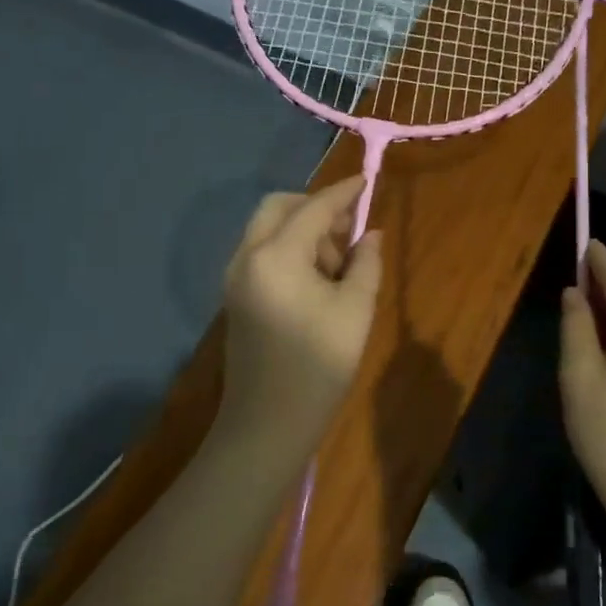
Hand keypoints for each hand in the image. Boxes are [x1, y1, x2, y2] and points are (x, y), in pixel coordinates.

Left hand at [216, 177, 383, 452]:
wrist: (268, 423)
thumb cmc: (319, 366)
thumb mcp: (355, 311)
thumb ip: (366, 263)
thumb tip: (370, 234)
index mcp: (277, 256)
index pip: (313, 209)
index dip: (343, 193)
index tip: (366, 181)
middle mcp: (248, 256)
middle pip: (278, 207)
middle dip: (315, 208)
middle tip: (348, 233)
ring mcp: (235, 277)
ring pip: (268, 229)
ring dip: (302, 230)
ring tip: (337, 265)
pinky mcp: (236, 296)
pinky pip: (262, 252)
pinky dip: (289, 249)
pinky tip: (316, 279)